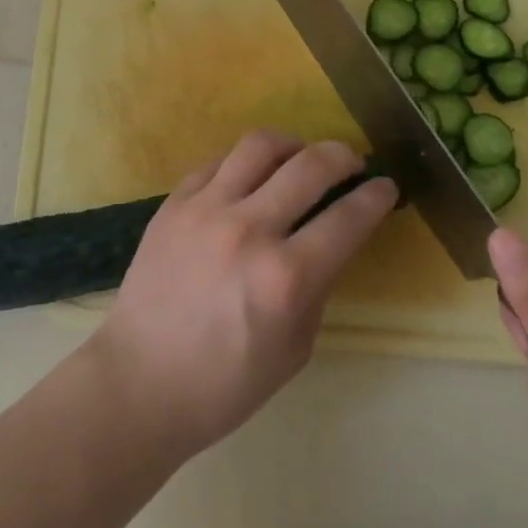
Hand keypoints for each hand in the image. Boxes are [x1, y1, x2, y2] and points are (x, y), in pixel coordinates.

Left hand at [86, 130, 395, 457]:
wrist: (140, 380)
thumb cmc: (225, 383)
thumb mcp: (294, 348)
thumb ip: (318, 286)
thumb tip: (331, 239)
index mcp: (286, 278)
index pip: (347, 219)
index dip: (376, 197)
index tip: (387, 186)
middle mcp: (248, 230)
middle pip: (310, 165)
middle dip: (344, 156)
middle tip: (353, 162)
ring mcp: (206, 208)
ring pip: (260, 145)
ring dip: (293, 144)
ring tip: (301, 156)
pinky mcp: (174, 201)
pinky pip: (218, 161)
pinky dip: (245, 162)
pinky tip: (252, 176)